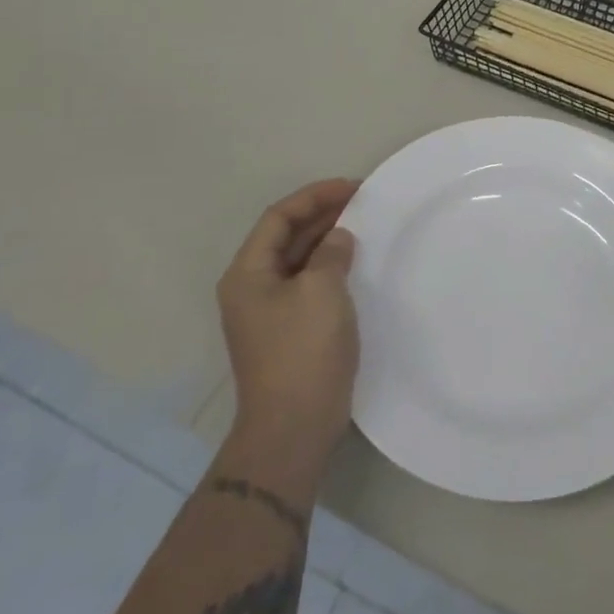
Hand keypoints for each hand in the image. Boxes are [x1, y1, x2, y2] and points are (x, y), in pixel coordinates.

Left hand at [217, 178, 360, 476]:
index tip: (353, 187)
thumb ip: (331, 253)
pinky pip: (308, 284)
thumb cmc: (303, 350)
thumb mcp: (321, 289)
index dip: (315, 196)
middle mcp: (251, 288)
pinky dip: (330, 267)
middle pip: (286, 237)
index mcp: (248, 273)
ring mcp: (269, 312)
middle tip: (363, 202)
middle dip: (323, 215)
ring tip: (364, 227)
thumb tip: (337, 240)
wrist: (294, 426)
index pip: (279, 217)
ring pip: (298, 260)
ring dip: (328, 240)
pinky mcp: (288, 331)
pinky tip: (356, 265)